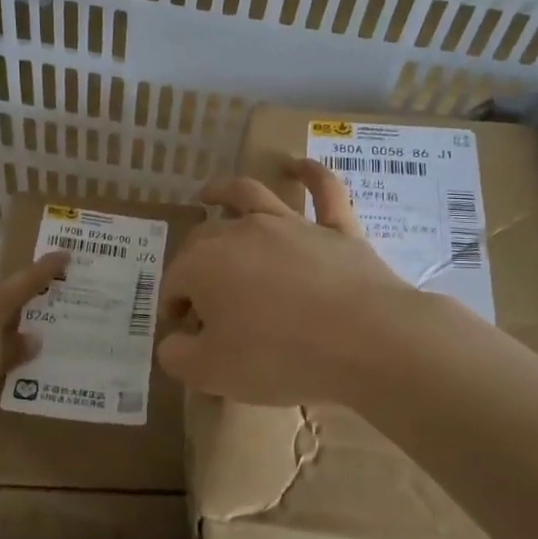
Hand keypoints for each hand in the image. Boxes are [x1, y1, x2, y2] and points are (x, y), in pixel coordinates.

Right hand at [157, 160, 418, 406]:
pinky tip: (300, 166)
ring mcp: (291, 225)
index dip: (174, 306)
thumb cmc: (278, 357)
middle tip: (201, 295)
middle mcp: (241, 232)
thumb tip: (173, 341)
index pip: (175, 283)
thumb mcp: (212, 372)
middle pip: (205, 238)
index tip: (184, 333)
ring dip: (225, 190)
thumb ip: (179, 356)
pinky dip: (311, 175)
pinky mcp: (335, 228)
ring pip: (250, 195)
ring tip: (211, 192)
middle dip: (193, 261)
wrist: (364, 339)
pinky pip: (324, 191)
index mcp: (204, 265)